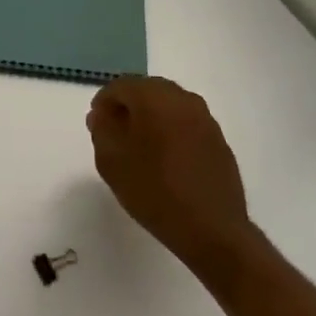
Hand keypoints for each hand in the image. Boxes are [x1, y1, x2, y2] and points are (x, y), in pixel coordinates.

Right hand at [88, 76, 254, 266]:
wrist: (211, 229)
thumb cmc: (153, 191)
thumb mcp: (111, 161)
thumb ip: (101, 130)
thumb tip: (102, 115)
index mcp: (155, 98)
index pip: (121, 85)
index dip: (104, 102)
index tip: (97, 125)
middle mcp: (183, 100)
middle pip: (147, 90)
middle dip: (128, 106)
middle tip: (114, 134)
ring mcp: (205, 119)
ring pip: (169, 105)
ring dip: (150, 117)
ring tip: (139, 147)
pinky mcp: (218, 139)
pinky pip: (186, 122)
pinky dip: (170, 130)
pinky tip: (164, 158)